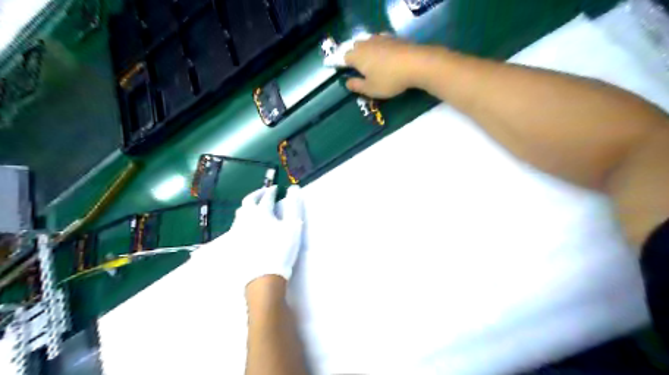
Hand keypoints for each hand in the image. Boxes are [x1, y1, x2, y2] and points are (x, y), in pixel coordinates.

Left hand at [227, 187, 304, 287]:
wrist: (263, 276)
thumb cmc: (281, 249)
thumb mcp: (293, 226)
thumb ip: (294, 206)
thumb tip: (294, 188)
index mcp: (261, 213)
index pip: (266, 197)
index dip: (272, 191)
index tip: (276, 188)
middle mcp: (246, 218)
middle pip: (248, 202)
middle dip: (256, 194)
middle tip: (264, 193)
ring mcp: (238, 231)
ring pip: (240, 213)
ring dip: (248, 205)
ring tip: (255, 206)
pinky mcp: (234, 243)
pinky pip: (236, 224)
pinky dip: (243, 218)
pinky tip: (247, 224)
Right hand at [345, 33, 428, 97]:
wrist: (415, 64)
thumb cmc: (389, 79)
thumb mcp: (370, 89)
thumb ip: (356, 86)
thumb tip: (347, 82)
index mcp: (357, 56)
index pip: (344, 58)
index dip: (342, 64)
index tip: (344, 71)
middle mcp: (366, 44)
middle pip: (355, 47)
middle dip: (354, 55)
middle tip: (359, 67)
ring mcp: (380, 38)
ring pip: (368, 42)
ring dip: (367, 50)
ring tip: (372, 61)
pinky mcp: (393, 37)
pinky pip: (381, 41)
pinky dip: (380, 48)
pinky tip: (386, 55)